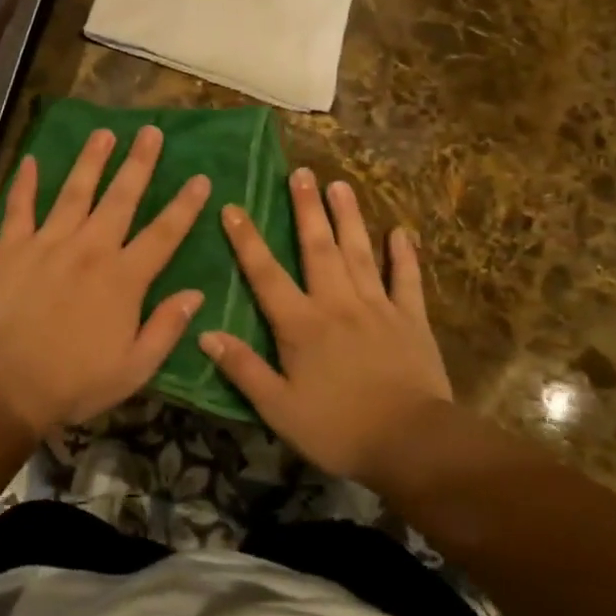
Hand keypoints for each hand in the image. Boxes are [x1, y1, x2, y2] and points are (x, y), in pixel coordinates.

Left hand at [0, 125, 210, 439]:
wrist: (5, 386)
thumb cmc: (74, 382)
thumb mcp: (134, 369)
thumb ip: (167, 328)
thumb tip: (196, 294)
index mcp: (123, 279)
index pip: (164, 234)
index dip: (185, 206)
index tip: (201, 179)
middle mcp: (90, 249)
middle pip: (121, 198)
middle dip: (139, 163)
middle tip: (151, 131)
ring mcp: (49, 243)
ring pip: (75, 191)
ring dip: (91, 160)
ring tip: (104, 132)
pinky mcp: (13, 248)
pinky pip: (20, 208)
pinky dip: (24, 183)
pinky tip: (30, 160)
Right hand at [201, 168, 452, 483]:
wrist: (411, 443)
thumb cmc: (338, 429)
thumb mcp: (279, 408)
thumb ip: (243, 369)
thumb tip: (204, 333)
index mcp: (301, 324)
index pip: (266, 274)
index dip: (247, 240)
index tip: (233, 207)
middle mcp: (337, 303)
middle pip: (318, 248)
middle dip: (307, 209)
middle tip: (301, 172)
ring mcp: (377, 307)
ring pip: (359, 253)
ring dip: (348, 217)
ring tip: (340, 184)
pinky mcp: (411, 319)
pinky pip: (407, 280)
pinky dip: (404, 255)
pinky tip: (400, 231)